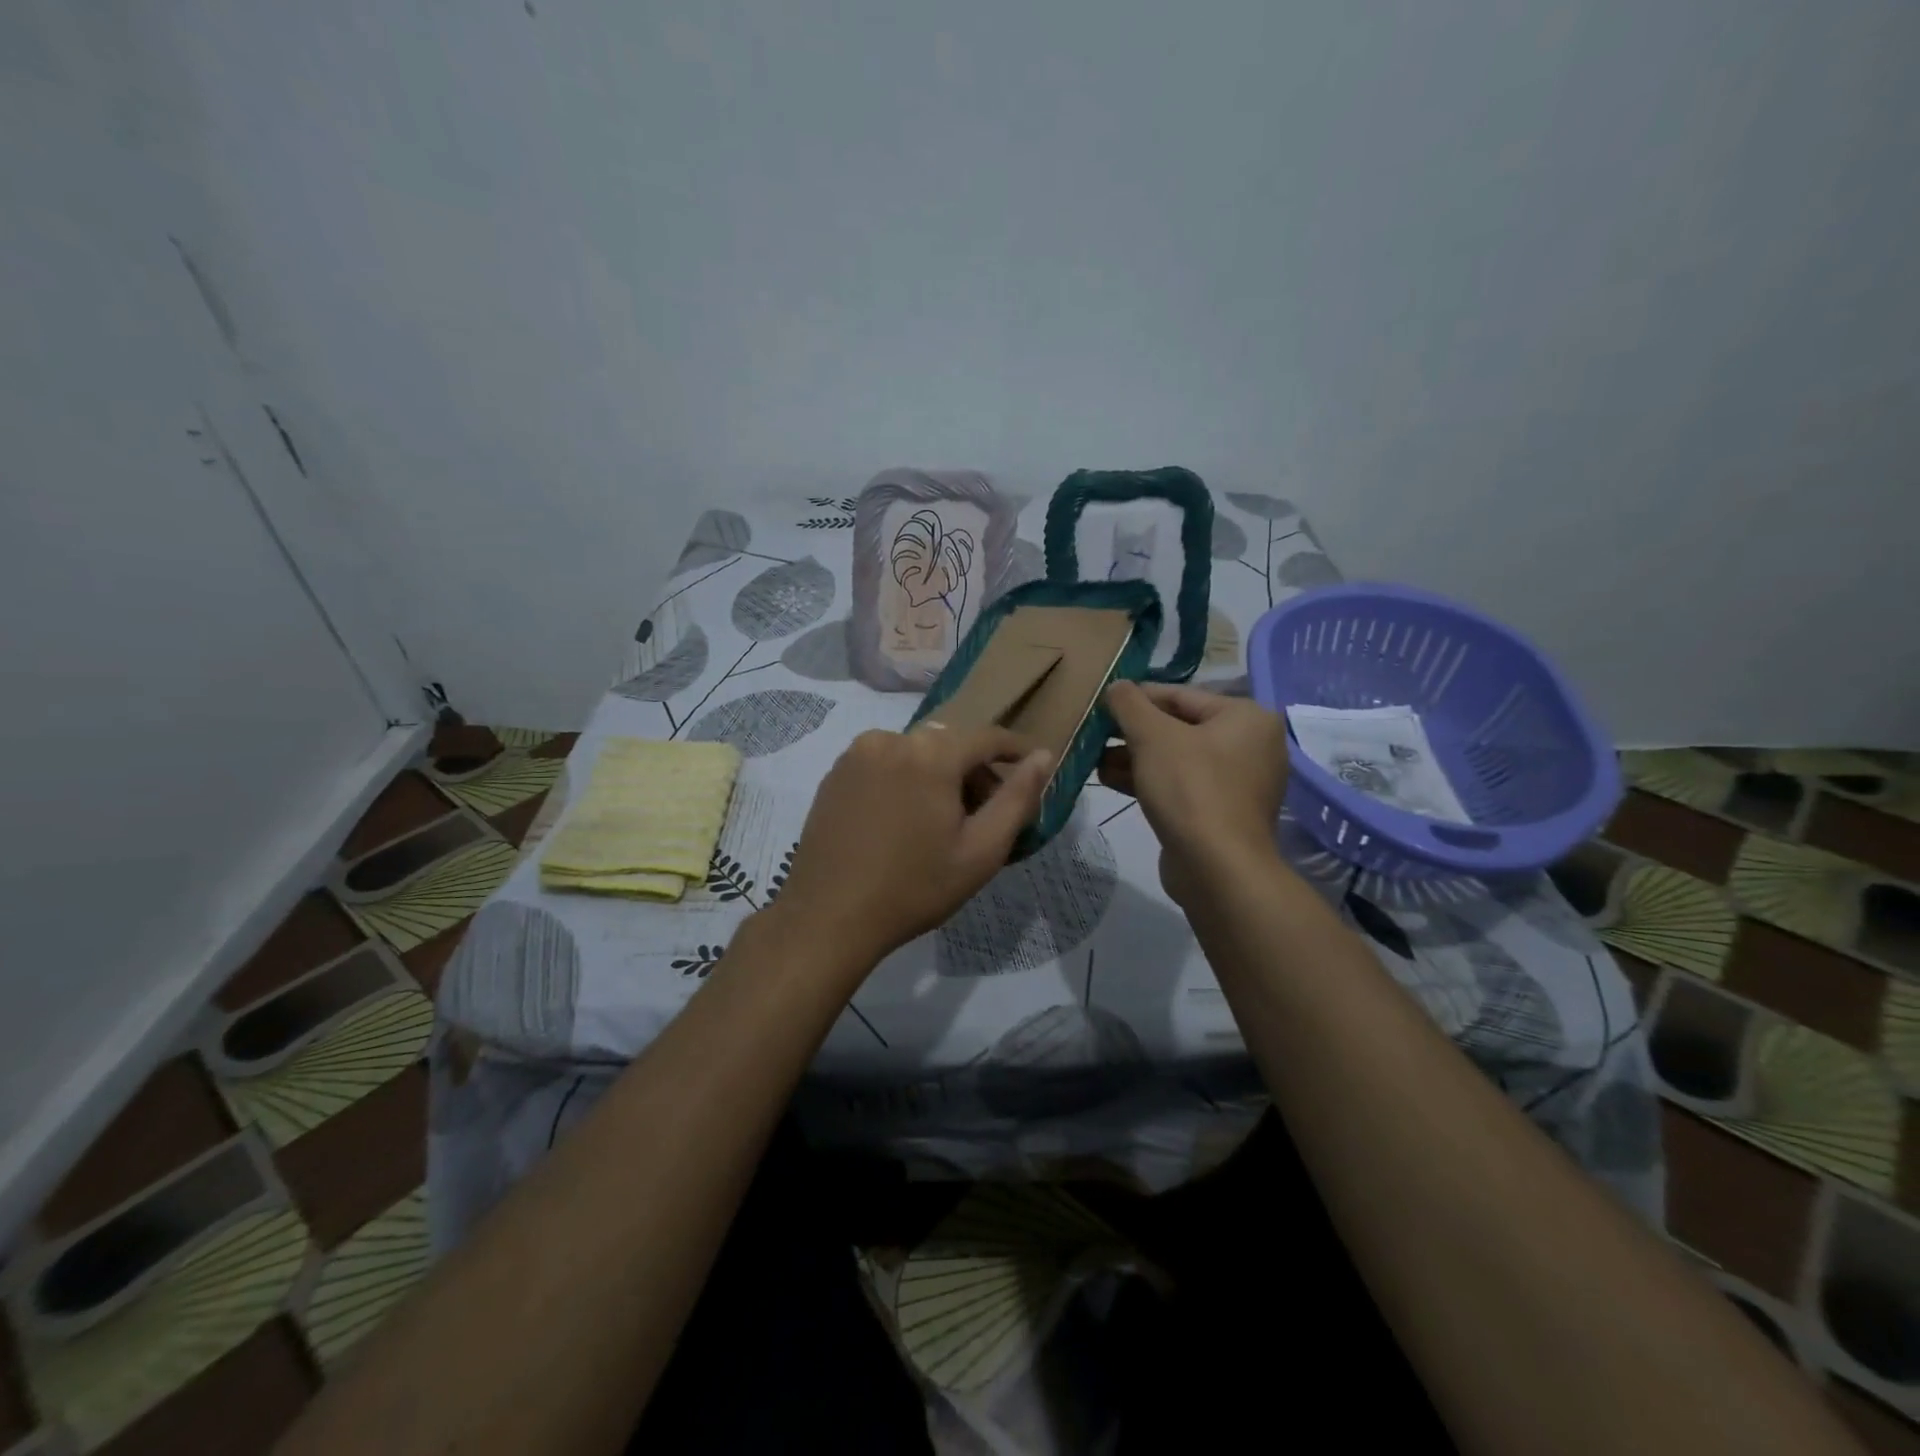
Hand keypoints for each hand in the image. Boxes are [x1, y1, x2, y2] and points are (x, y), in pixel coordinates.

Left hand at [770, 726, 1051, 973]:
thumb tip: (1044, 756)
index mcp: (931, 753)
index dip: (1016, 752)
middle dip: (975, 772)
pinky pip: (885, 763)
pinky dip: (905, 780)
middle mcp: (892, 738)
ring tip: (943, 823)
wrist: (828, 917)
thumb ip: (1017, 798)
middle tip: (986, 815)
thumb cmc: (914, 887)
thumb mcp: (981, 850)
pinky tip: (904, 821)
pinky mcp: (835, 772)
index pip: (988, 737)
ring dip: (939, 776)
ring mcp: (857, 753)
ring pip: (916, 753)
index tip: (1034, 770)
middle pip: (950, 745)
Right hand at [1100, 682, 1288, 904]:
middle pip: (1179, 727)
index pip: (1181, 695)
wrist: (1216, 868)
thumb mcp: (1152, 736)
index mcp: (1246, 717)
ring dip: (1134, 757)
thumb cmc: (1189, 788)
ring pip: (1176, 759)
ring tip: (1094, 758)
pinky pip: (1180, 785)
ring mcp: (1237, 783)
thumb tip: (1117, 686)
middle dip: (1133, 731)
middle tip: (1094, 733)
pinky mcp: (1220, 813)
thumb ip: (1130, 704)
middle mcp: (1250, 745)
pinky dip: (1148, 780)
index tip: (1101, 703)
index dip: (1137, 697)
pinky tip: (1109, 779)